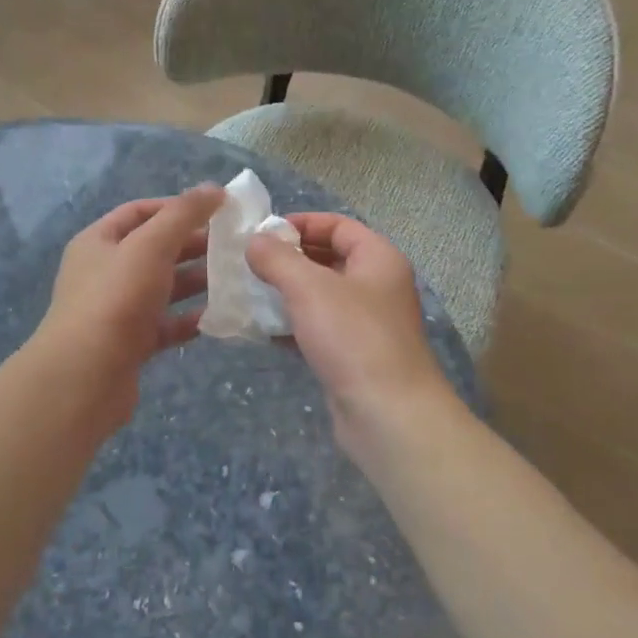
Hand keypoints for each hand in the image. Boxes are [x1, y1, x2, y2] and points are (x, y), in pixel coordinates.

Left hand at [32, 184, 222, 429]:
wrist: (84, 376)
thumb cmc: (116, 299)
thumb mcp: (150, 245)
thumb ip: (183, 215)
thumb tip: (215, 188)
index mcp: (98, 242)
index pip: (139, 212)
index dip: (176, 207)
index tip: (215, 210)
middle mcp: (104, 272)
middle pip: (153, 249)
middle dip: (192, 245)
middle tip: (233, 245)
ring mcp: (116, 310)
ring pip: (162, 288)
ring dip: (195, 281)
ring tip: (234, 279)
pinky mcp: (130, 344)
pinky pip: (165, 324)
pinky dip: (189, 319)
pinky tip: (218, 317)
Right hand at [246, 214, 456, 454]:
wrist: (387, 413)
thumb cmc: (352, 337)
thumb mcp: (309, 287)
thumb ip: (277, 258)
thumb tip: (255, 241)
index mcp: (378, 258)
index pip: (338, 225)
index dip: (301, 223)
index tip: (263, 233)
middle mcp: (378, 285)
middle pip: (329, 258)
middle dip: (289, 259)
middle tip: (250, 264)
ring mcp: (368, 323)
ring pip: (322, 296)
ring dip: (288, 293)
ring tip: (251, 293)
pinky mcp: (355, 355)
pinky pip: (320, 328)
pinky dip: (294, 325)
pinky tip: (265, 331)